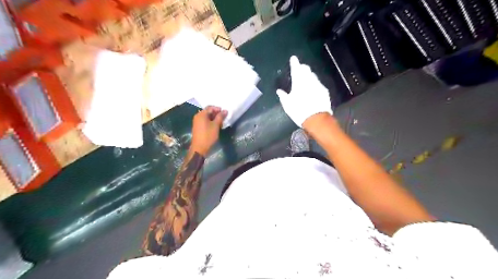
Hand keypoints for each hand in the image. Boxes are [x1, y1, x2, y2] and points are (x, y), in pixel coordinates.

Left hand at [191, 106, 227, 155]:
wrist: (199, 148)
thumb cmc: (208, 135)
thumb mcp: (216, 125)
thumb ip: (220, 117)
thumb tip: (225, 110)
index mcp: (201, 114)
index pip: (210, 107)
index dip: (218, 109)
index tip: (225, 113)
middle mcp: (198, 116)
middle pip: (208, 112)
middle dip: (217, 114)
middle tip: (223, 119)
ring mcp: (197, 122)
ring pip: (207, 117)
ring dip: (214, 119)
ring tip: (221, 123)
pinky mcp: (198, 127)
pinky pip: (205, 121)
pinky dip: (211, 122)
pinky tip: (216, 127)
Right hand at [274, 56, 331, 126]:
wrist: (317, 119)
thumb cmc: (299, 111)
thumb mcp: (287, 105)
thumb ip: (283, 96)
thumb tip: (279, 91)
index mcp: (298, 82)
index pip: (296, 69)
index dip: (294, 63)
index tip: (293, 58)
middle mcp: (309, 81)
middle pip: (306, 70)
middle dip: (302, 68)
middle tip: (300, 68)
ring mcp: (318, 85)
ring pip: (313, 76)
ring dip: (309, 75)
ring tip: (306, 77)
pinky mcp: (324, 90)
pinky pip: (318, 83)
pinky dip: (314, 83)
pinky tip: (313, 88)